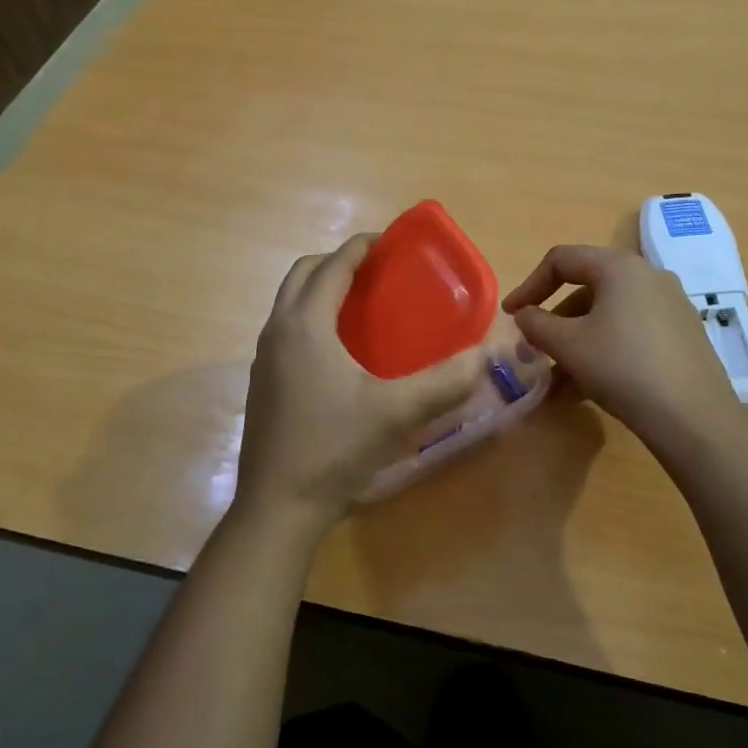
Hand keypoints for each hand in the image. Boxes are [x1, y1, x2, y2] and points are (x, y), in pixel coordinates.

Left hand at [236, 235, 486, 537]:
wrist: (277, 507)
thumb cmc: (334, 448)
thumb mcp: (397, 413)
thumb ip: (445, 382)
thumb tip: (484, 355)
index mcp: (305, 325)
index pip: (332, 266)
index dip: (361, 247)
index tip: (390, 241)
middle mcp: (278, 331)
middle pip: (303, 274)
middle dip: (338, 262)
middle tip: (377, 271)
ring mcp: (265, 358)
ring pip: (290, 301)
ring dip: (321, 288)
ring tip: (362, 303)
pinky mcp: (263, 382)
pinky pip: (287, 328)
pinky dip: (312, 316)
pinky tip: (342, 350)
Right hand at [503, 245, 747, 447]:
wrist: (694, 417)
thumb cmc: (622, 368)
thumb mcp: (568, 345)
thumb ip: (536, 323)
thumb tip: (525, 315)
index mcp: (620, 267)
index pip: (562, 259)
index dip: (529, 284)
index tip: (512, 316)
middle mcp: (649, 276)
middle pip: (587, 288)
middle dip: (555, 321)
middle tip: (536, 350)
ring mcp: (671, 305)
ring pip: (609, 315)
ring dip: (577, 341)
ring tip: (558, 381)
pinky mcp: (683, 334)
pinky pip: (632, 331)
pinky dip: (605, 349)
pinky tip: (591, 386)